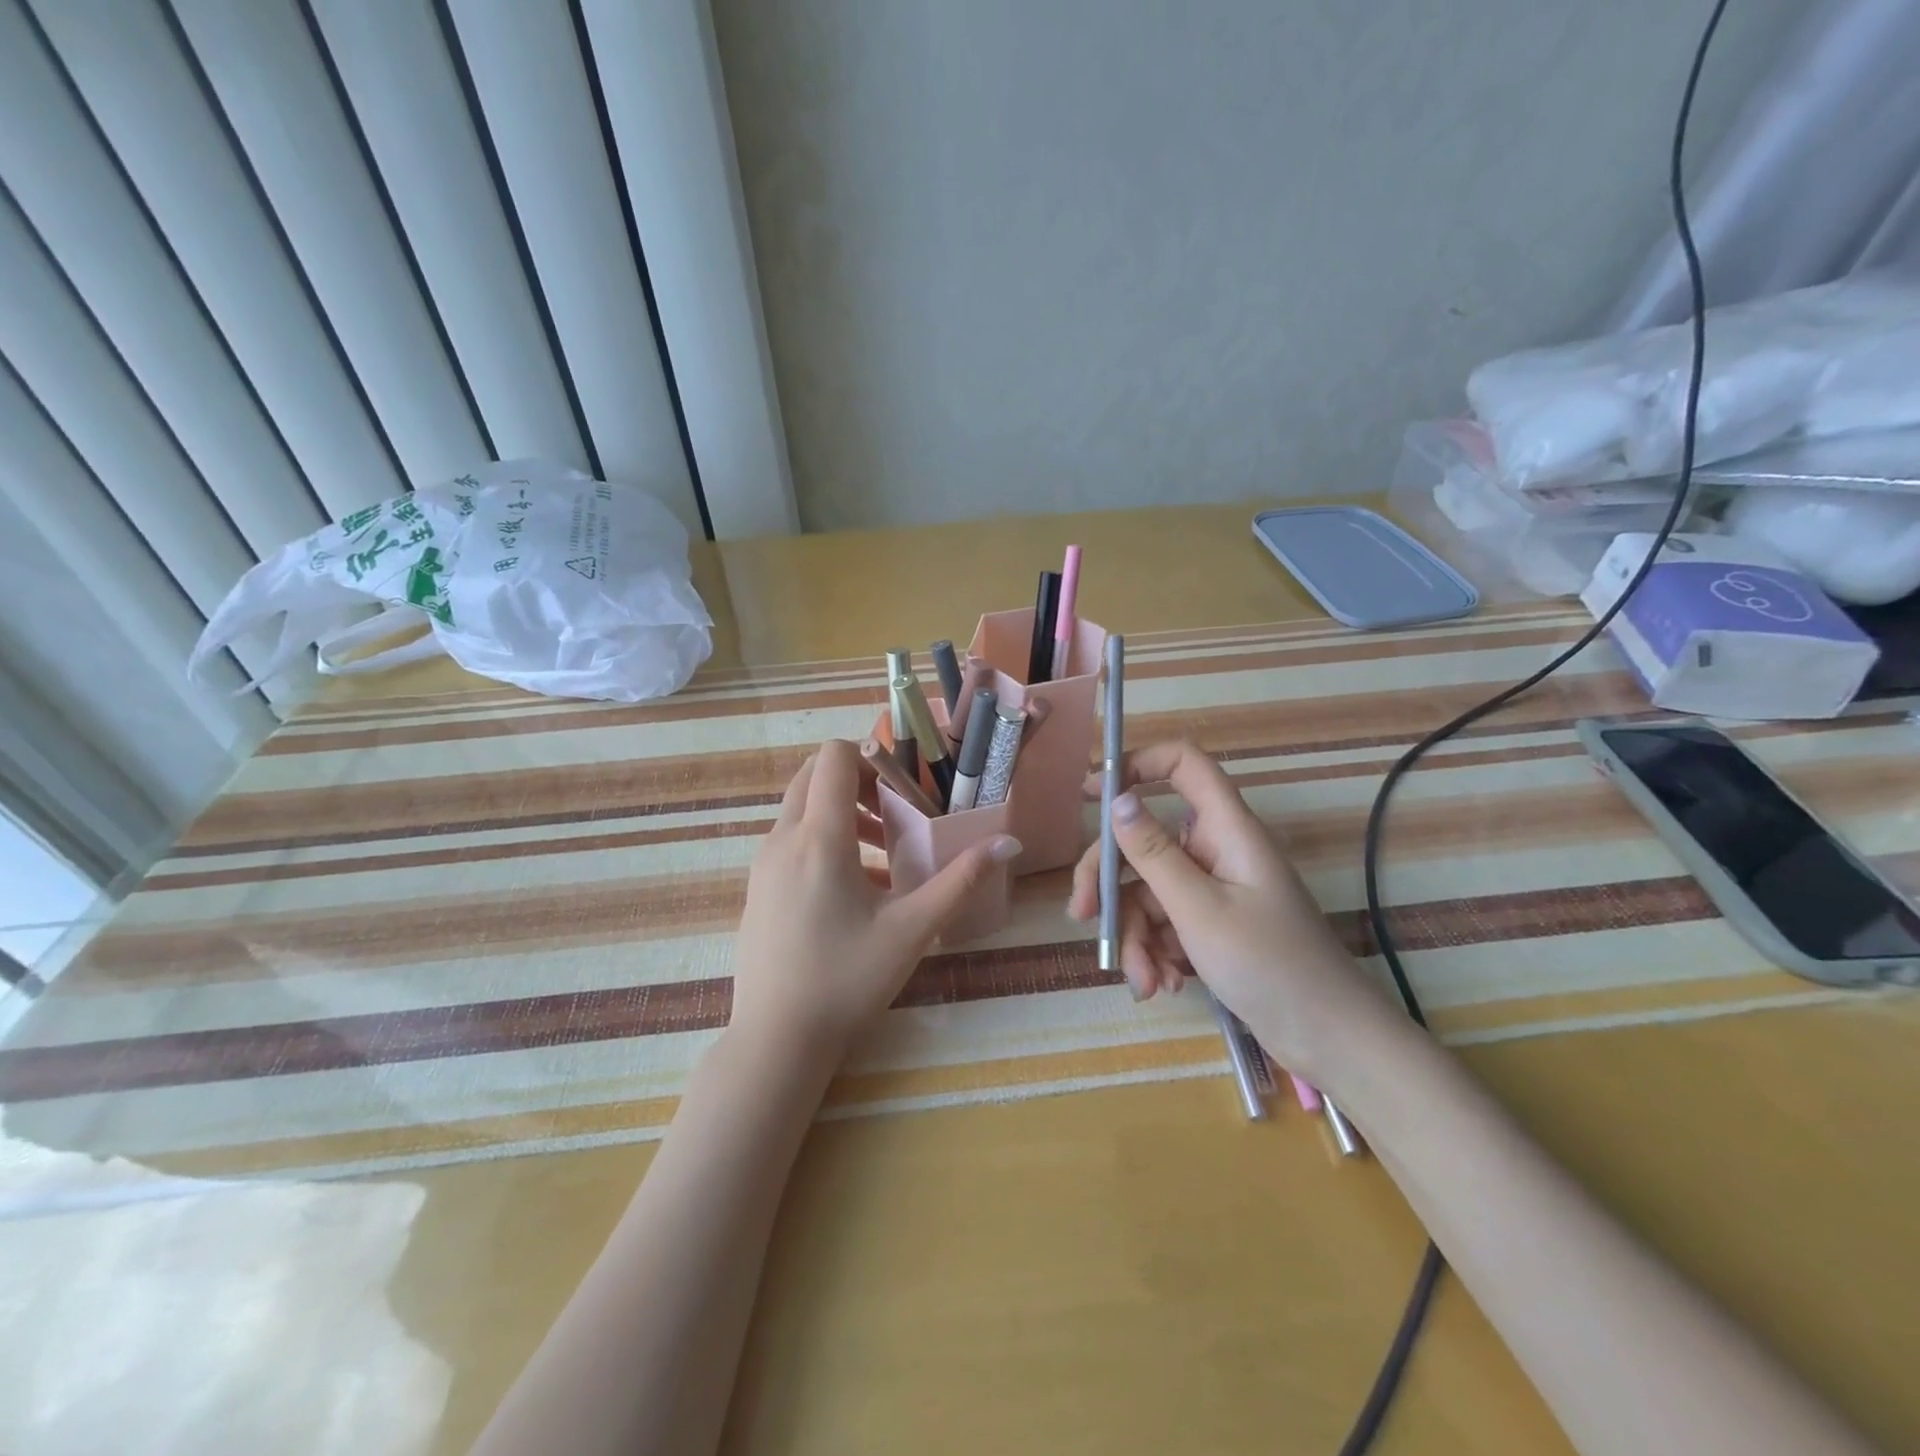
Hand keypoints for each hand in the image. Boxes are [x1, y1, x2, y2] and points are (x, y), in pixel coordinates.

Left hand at [731, 740, 1020, 1061]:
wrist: (776, 1041)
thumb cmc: (847, 980)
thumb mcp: (912, 929)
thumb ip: (961, 880)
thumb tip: (1008, 843)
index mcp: (818, 839)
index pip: (832, 757)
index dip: (870, 757)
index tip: (904, 788)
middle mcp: (782, 840)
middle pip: (812, 775)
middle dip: (857, 781)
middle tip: (897, 812)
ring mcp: (763, 865)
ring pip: (801, 808)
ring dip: (841, 811)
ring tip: (886, 850)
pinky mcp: (758, 888)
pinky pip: (791, 840)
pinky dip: (823, 839)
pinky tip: (857, 887)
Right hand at [1066, 740, 1395, 1090]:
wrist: (1329, 1038)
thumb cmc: (1270, 965)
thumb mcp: (1200, 910)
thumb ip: (1153, 854)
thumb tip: (1117, 800)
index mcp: (1226, 829)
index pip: (1183, 765)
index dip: (1136, 766)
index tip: (1092, 796)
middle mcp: (1216, 850)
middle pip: (1144, 841)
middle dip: (1109, 882)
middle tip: (1082, 916)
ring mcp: (1213, 889)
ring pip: (1148, 891)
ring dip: (1135, 935)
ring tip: (1145, 982)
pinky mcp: (1211, 925)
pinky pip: (1164, 923)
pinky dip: (1155, 951)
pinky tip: (1162, 985)